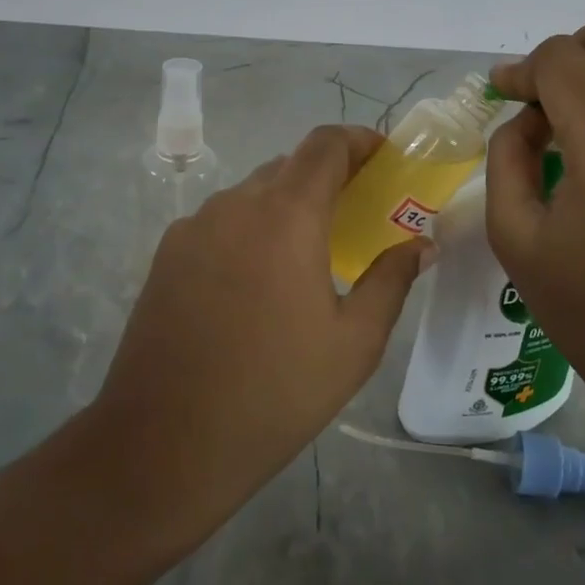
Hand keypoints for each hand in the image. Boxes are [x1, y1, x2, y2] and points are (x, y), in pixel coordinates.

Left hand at [89, 125, 432, 549]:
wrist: (162, 445)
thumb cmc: (274, 392)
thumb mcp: (354, 343)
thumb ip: (392, 280)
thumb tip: (421, 244)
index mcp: (286, 215)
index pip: (324, 144)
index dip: (357, 139)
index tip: (383, 158)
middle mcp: (235, 204)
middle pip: (289, 165)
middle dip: (327, 177)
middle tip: (355, 215)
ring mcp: (193, 226)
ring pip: (252, 193)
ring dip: (286, 205)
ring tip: (306, 256)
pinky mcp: (166, 254)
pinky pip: (221, 221)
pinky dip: (250, 229)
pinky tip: (255, 284)